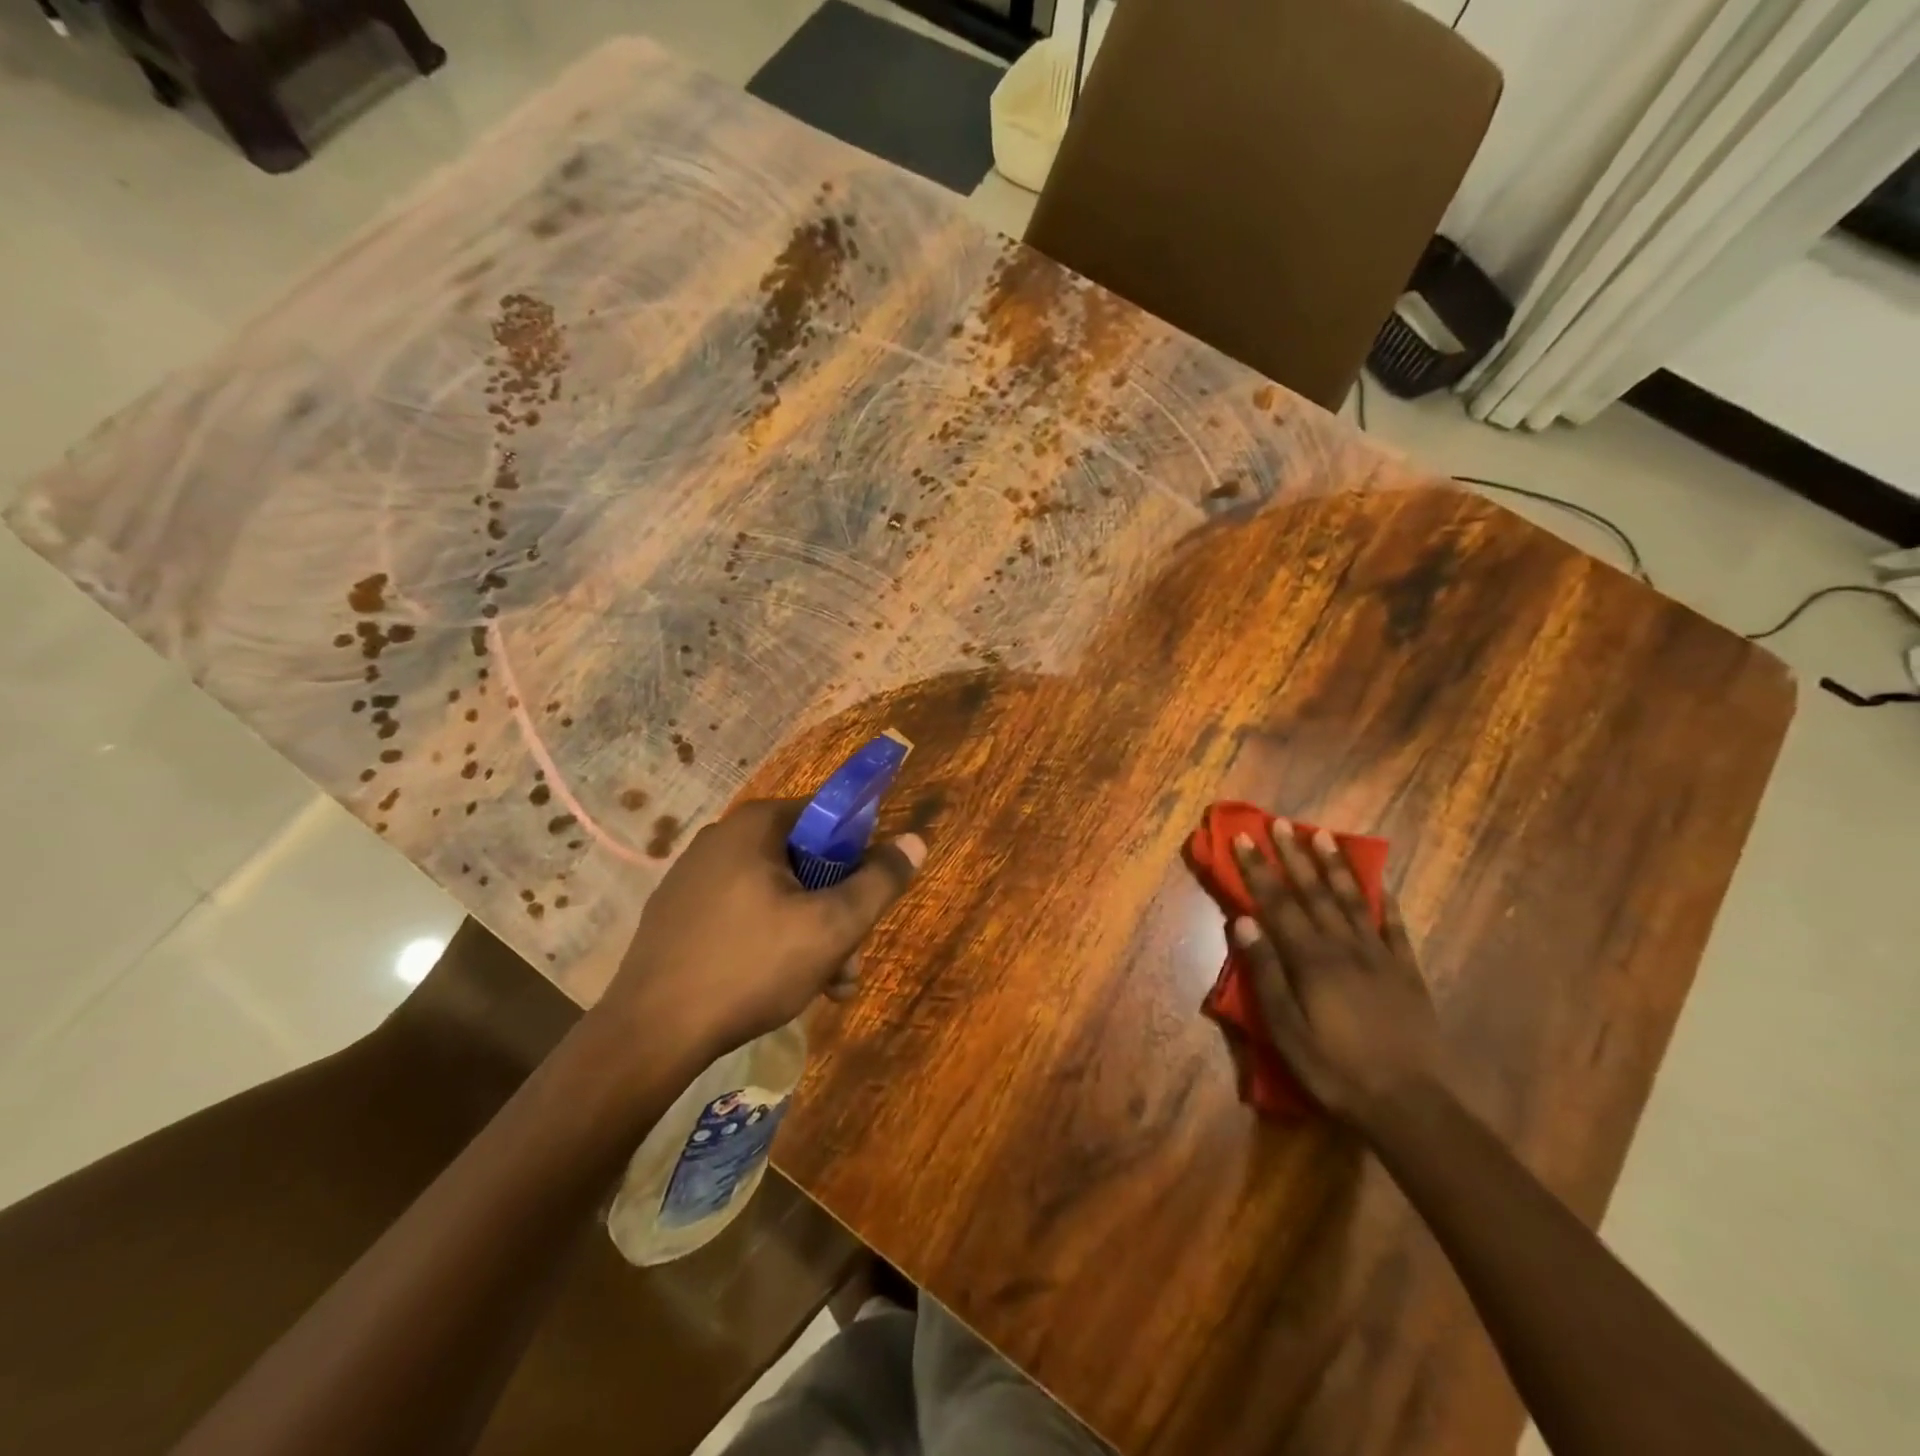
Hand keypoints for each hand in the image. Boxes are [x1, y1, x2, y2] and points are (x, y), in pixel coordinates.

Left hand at [600, 799, 924, 1060]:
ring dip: (813, 935)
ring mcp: (696, 877)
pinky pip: (746, 913)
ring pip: (780, 893)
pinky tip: (785, 986)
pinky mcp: (681, 914)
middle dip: (838, 912)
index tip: (869, 903)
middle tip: (849, 964)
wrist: (649, 1036)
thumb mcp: (831, 927)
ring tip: (827, 989)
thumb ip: (879, 882)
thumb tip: (915, 840)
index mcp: (756, 825)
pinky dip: (774, 941)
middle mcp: (723, 838)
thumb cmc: (750, 968)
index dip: (861, 857)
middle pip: (807, 861)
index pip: (831, 818)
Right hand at [1229, 820, 1445, 1125]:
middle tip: (1279, 823)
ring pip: (1352, 900)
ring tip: (1322, 835)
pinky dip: (1385, 902)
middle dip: (1293, 856)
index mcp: (1311, 960)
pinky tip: (1380, 883)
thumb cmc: (1334, 1068)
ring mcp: (1379, 957)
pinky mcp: (1406, 972)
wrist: (1409, 1104)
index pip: (1277, 903)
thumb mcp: (1285, 1029)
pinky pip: (1394, 928)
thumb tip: (1243, 920)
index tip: (1242, 838)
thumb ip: (1265, 972)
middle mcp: (1343, 947)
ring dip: (1334, 866)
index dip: (1257, 869)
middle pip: (1313, 892)